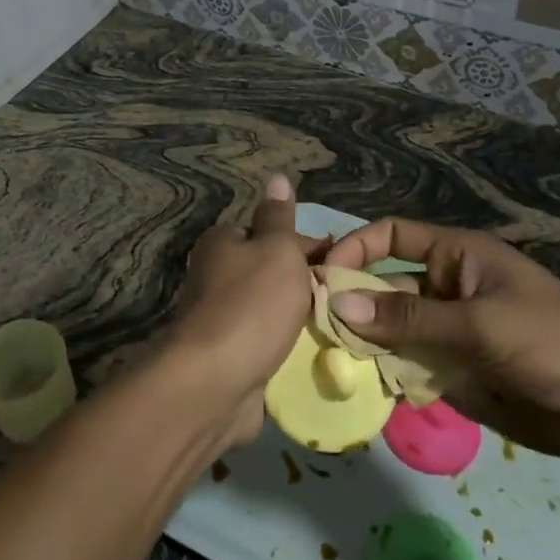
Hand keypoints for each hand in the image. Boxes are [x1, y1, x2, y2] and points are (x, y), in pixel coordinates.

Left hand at [167, 175, 323, 448]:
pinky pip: (268, 345)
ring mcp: (222, 319)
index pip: (272, 234)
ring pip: (273, 312)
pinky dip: (288, 349)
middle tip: (344, 300)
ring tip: (340, 328)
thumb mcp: (275, 250)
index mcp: (223, 243)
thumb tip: (277, 176)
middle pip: (273, 273)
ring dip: (299, 321)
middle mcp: (217, 275)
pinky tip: (316, 356)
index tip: (341, 266)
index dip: (309, 247)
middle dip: (306, 286)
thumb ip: (279, 218)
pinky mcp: (230, 357)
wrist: (215, 383)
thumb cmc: (251, 305)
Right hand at [323, 219, 559, 466]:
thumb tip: (337, 305)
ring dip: (365, 341)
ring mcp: (451, 331)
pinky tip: (363, 385)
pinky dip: (387, 372)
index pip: (393, 236)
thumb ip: (406, 318)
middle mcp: (448, 287)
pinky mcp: (456, 371)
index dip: (357, 249)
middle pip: (386, 285)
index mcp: (458, 256)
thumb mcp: (476, 325)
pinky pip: (410, 364)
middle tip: (313, 326)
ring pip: (393, 329)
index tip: (324, 277)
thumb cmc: (549, 342)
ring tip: (329, 359)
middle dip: (353, 303)